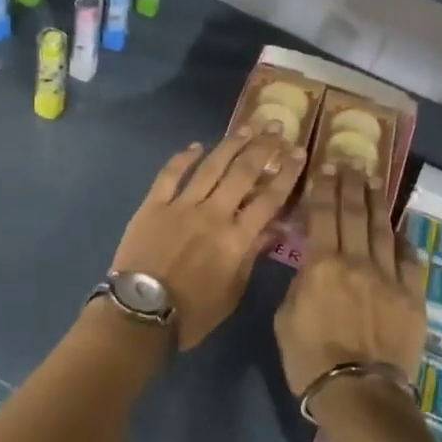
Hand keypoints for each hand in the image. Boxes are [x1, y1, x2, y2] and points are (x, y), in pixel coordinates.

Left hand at [112, 130, 305, 348]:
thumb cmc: (193, 313)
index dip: (287, 173)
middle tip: (276, 126)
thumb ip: (252, 257)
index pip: (270, 199)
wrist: (141, 315)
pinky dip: (184, 157)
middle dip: (263, 147)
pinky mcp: (154, 205)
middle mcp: (213, 214)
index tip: (300, 152)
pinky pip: (171, 174)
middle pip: (243, 173)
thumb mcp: (233, 292)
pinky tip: (196, 145)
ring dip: (231, 144)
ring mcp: (182, 206)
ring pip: (211, 166)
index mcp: (236, 238)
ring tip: (247, 127)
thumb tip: (273, 229)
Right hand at [274, 165, 427, 398]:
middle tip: (352, 162)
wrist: (360, 393)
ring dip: (378, 202)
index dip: (324, 187)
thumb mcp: (285, 318)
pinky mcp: (412, 296)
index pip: (322, 214)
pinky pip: (410, 260)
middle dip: (352, 184)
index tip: (326, 166)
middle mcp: (357, 261)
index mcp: (322, 264)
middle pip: (354, 213)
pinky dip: (404, 241)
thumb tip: (311, 265)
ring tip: (375, 181)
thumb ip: (300, 283)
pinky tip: (400, 229)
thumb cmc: (310, 359)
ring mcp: (389, 277)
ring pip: (383, 229)